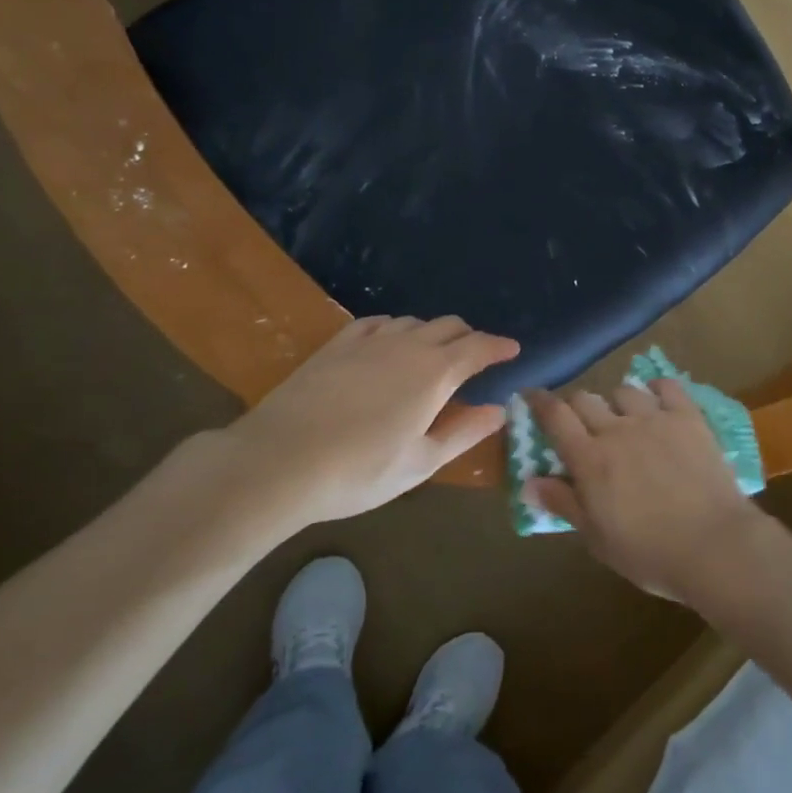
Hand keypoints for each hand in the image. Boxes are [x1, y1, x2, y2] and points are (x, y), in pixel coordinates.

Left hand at [200, 314, 518, 534]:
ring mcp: (370, 341)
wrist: (278, 461)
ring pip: (414, 322)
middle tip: (476, 356)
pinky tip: (390, 341)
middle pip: (449, 326)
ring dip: (433, 332)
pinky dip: (395, 328)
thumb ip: (464, 432)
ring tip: (433, 353)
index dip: (499, 347)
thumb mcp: (420, 462)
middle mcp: (409, 346)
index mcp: (436, 373)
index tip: (513, 349)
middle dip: (469, 336)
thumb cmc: (358, 471)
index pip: (479, 348)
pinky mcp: (337, 344)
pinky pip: (377, 322)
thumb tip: (499, 410)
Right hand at [525, 379, 767, 600]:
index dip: (540, 402)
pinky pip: (667, 386)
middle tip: (582, 425)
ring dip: (616, 402)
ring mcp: (654, 418)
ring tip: (624, 418)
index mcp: (590, 459)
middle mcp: (617, 429)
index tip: (531, 396)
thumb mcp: (597, 538)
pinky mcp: (688, 417)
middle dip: (577, 406)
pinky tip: (658, 401)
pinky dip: (657, 389)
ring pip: (624, 390)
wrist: (714, 545)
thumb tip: (528, 483)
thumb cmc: (649, 553)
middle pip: (586, 398)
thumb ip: (564, 504)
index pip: (555, 416)